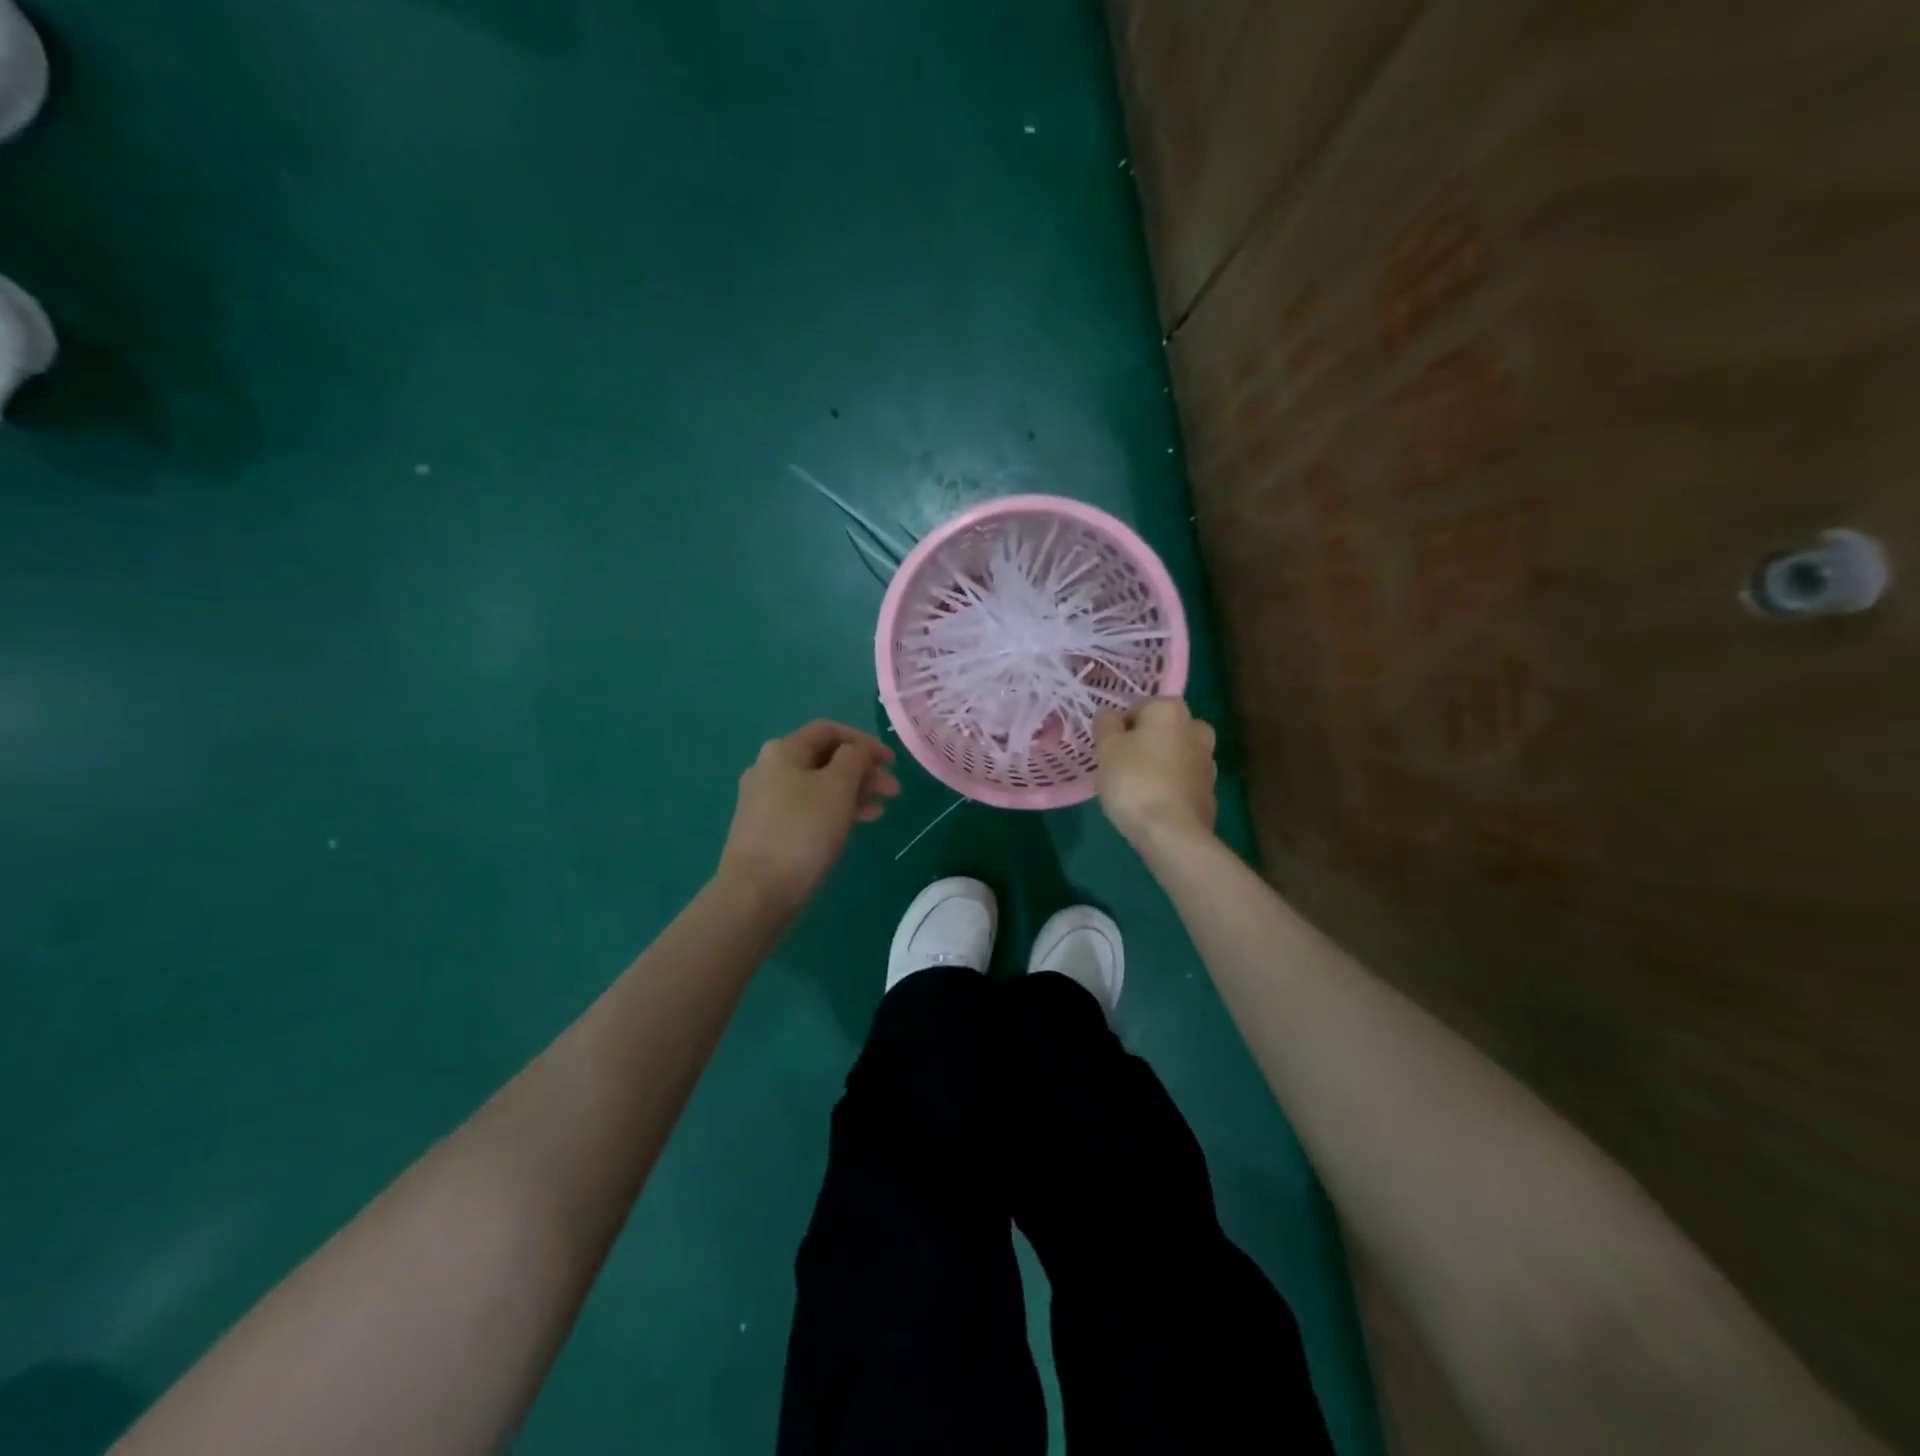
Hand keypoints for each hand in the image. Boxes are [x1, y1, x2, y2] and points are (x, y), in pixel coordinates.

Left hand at [719, 720, 899, 908]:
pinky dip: (834, 810)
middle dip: (862, 770)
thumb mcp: (838, 786)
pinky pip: (808, 807)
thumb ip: (856, 758)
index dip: (864, 741)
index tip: (891, 762)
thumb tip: (860, 749)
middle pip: (824, 758)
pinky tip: (855, 824)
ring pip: (818, 785)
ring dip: (853, 792)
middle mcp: (770, 768)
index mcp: (784, 750)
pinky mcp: (767, 828)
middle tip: (893, 790)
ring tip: (881, 809)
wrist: (757, 889)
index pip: (829, 730)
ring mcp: (765, 799)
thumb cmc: (802, 830)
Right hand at [1093, 698, 1217, 848]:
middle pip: (1160, 730)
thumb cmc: (1134, 780)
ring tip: (1136, 790)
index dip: (1120, 729)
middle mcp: (1196, 728)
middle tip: (1121, 768)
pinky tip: (1153, 804)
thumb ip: (1105, 724)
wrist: (1172, 833)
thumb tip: (1111, 716)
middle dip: (1143, 744)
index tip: (1109, 751)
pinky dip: (1169, 786)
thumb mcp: (1106, 747)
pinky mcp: (1211, 790)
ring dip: (1158, 765)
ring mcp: (1208, 760)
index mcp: (1171, 709)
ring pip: (1173, 755)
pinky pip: (1182, 780)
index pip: (1138, 708)